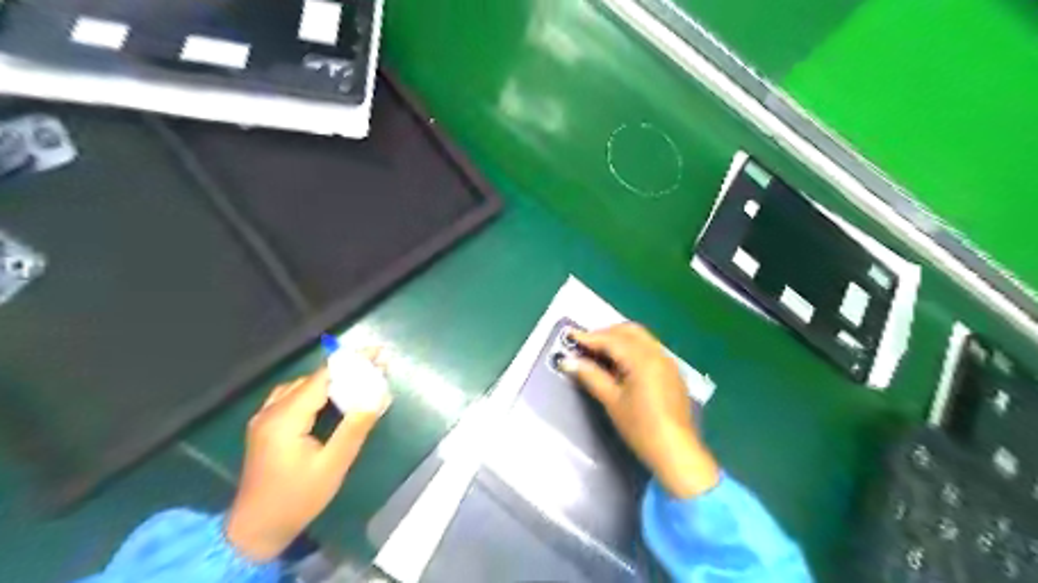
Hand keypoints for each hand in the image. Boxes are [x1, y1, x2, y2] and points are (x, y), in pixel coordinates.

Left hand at [226, 356, 391, 564]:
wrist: (255, 530)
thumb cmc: (297, 499)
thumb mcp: (333, 466)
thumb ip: (354, 429)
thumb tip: (376, 396)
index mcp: (286, 418)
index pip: (323, 378)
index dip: (352, 362)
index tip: (378, 353)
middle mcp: (271, 411)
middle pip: (312, 379)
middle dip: (345, 370)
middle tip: (374, 370)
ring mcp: (263, 418)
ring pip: (301, 386)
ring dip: (329, 380)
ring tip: (357, 381)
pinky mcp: (263, 426)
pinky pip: (290, 396)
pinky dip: (314, 390)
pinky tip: (328, 399)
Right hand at [560, 321, 722, 498]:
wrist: (676, 451)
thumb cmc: (640, 427)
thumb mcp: (612, 401)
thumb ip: (591, 376)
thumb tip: (568, 361)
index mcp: (642, 359)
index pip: (612, 340)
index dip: (590, 337)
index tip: (571, 336)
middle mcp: (657, 353)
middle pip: (629, 331)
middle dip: (606, 334)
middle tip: (585, 345)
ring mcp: (668, 361)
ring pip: (641, 338)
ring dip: (620, 339)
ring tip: (600, 354)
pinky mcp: (672, 372)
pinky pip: (650, 349)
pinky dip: (633, 349)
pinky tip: (621, 365)